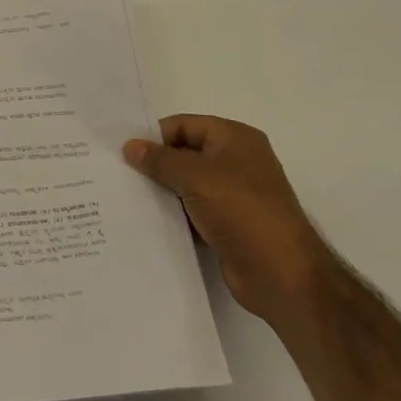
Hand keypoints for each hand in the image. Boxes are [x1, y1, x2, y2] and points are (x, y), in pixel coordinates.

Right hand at [123, 114, 330, 325]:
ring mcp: (234, 195)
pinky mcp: (229, 225)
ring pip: (187, 185)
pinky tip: (148, 221)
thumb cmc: (240, 211)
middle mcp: (236, 161)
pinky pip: (193, 211)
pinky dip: (175, 215)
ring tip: (127, 197)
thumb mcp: (194, 176)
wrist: (281, 274)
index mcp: (235, 138)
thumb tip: (130, 146)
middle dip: (155, 164)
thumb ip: (159, 159)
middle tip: (119, 174)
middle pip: (185, 154)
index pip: (184, 125)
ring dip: (163, 192)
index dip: (155, 136)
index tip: (123, 153)